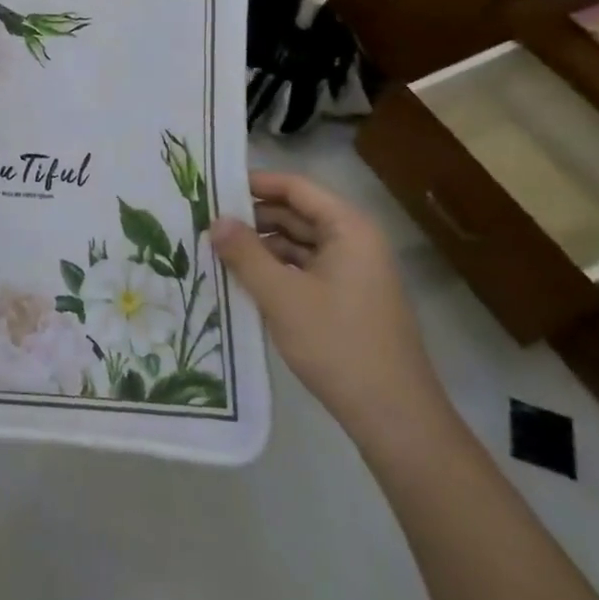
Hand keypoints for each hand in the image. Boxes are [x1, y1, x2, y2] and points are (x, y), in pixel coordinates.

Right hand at [213, 172, 442, 439]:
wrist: (393, 416)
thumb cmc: (338, 344)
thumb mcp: (282, 296)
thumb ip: (245, 254)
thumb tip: (215, 221)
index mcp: (348, 228)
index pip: (296, 188)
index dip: (255, 183)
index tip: (213, 187)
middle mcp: (354, 241)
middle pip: (297, 213)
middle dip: (253, 217)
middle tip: (205, 221)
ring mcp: (353, 272)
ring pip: (299, 244)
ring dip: (261, 246)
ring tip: (216, 250)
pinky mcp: (347, 299)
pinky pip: (305, 269)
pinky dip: (276, 270)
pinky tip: (243, 280)